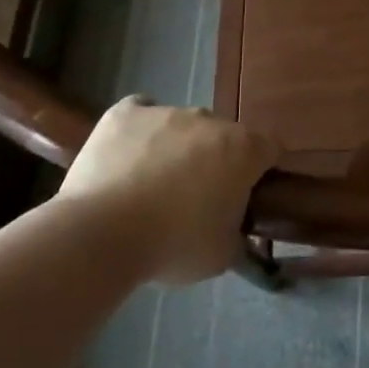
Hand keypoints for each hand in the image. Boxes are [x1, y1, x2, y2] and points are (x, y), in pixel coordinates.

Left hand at [60, 97, 279, 284]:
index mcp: (243, 149)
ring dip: (178, 147)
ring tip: (152, 184)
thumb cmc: (173, 246)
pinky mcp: (125, 113)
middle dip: (216, 160)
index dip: (260, 173)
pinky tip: (130, 154)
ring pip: (182, 125)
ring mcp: (166, 112)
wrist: (100, 235)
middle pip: (223, 136)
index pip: (269, 150)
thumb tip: (236, 231)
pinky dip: (141, 129)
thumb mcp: (222, 256)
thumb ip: (239, 235)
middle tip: (197, 198)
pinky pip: (141, 111)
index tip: (246, 197)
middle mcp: (210, 120)